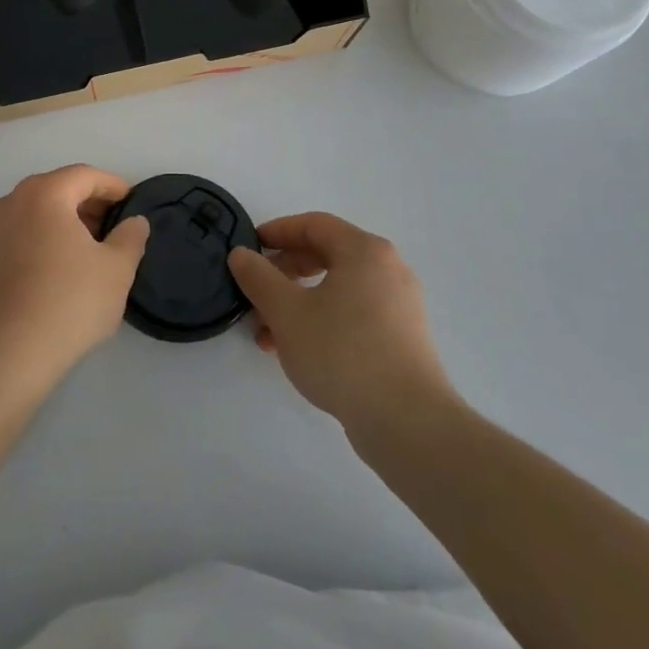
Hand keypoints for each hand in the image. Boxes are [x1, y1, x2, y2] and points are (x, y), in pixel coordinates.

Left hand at [0, 165, 150, 392]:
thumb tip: (134, 222)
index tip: (132, 203)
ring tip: (92, 249)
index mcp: (44, 194)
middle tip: (115, 227)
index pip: (84, 175)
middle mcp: (12, 202)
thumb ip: (130, 238)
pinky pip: (21, 234)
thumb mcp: (116, 270)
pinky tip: (62, 269)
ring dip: (66, 222)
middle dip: (89, 203)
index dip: (113, 186)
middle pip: (57, 189)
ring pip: (37, 212)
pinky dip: (44, 239)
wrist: (8, 355)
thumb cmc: (69, 302)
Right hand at [229, 212, 459, 441]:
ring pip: (337, 290)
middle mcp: (388, 270)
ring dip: (297, 303)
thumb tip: (241, 255)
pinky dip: (322, 321)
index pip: (313, 225)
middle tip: (255, 293)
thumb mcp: (286, 311)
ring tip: (267, 333)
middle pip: (325, 256)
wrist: (407, 423)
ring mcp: (399, 306)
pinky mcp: (402, 339)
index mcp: (365, 251)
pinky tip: (297, 351)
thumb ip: (258, 277)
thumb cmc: (342, 352)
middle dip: (283, 274)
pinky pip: (353, 314)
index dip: (277, 232)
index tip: (248, 248)